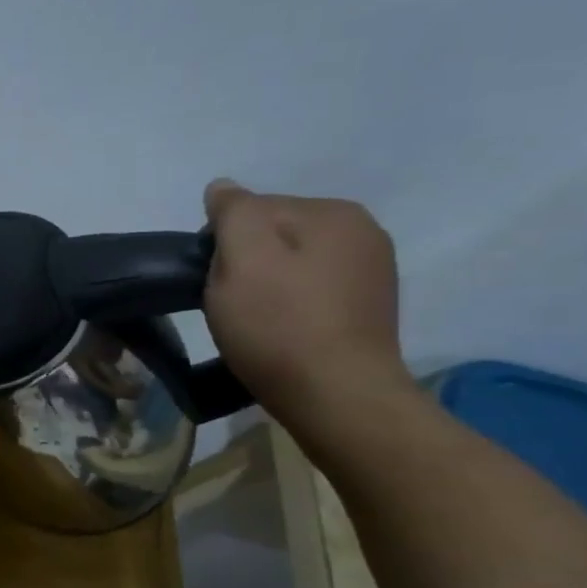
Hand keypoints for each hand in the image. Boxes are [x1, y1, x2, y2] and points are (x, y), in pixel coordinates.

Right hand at [201, 180, 407, 425]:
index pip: (252, 209)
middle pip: (273, 234)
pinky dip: (289, 305)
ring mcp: (372, 272)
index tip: (214, 279)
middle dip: (245, 262)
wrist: (338, 399)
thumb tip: (223, 188)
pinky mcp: (368, 310)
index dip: (221, 242)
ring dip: (265, 285)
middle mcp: (362, 232)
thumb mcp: (242, 257)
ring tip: (254, 322)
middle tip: (231, 304)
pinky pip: (310, 291)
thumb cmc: (280, 325)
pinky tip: (282, 332)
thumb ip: (232, 212)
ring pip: (290, 264)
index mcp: (333, 212)